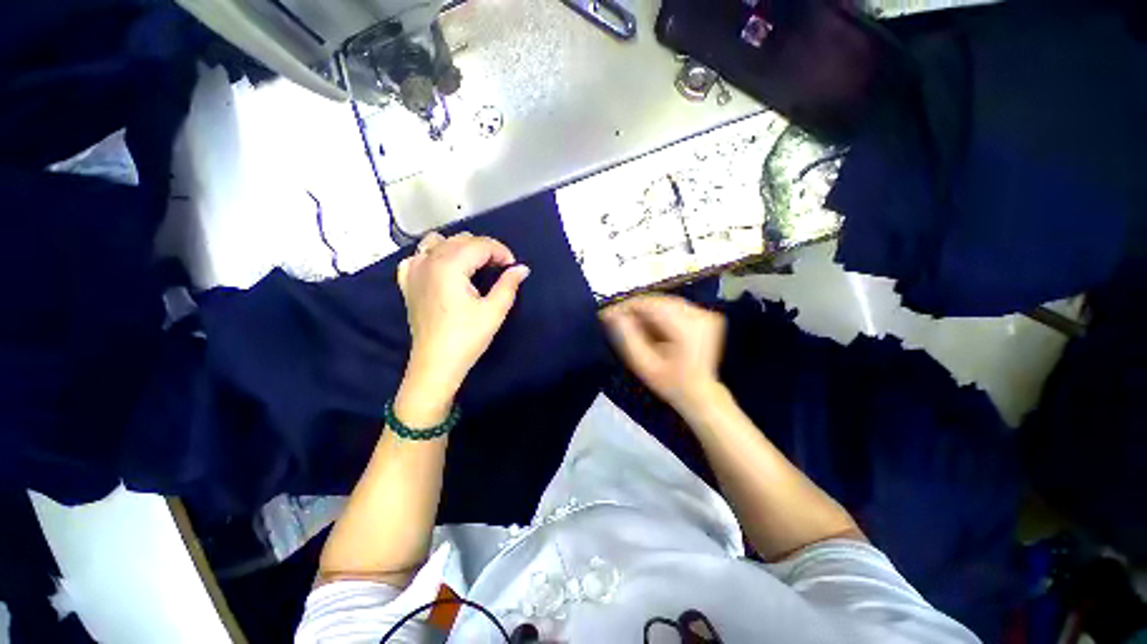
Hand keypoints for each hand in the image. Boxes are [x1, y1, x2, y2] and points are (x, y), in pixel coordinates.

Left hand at [395, 232, 529, 422]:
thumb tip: (522, 268)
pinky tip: (443, 269)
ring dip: (460, 247)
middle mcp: (429, 261)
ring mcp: (414, 270)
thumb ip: (509, 285)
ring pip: (438, 242)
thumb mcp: (494, 311)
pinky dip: (433, 255)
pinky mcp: (407, 283)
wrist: (436, 363)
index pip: (480, 245)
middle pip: (461, 240)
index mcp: (450, 266)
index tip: (512, 267)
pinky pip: (418, 256)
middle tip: (499, 268)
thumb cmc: (467, 337)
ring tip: (474, 265)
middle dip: (485, 249)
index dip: (501, 252)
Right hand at [600, 294, 725, 414]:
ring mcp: (704, 314)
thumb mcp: (644, 364)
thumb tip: (611, 315)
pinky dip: (659, 313)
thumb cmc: (671, 383)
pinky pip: (674, 307)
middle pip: (658, 301)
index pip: (649, 304)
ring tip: (632, 324)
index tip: (608, 314)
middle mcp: (698, 315)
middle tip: (617, 320)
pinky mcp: (704, 316)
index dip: (626, 306)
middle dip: (636, 309)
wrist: (700, 394)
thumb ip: (627, 337)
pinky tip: (650, 326)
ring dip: (646, 311)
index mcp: (686, 327)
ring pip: (665, 302)